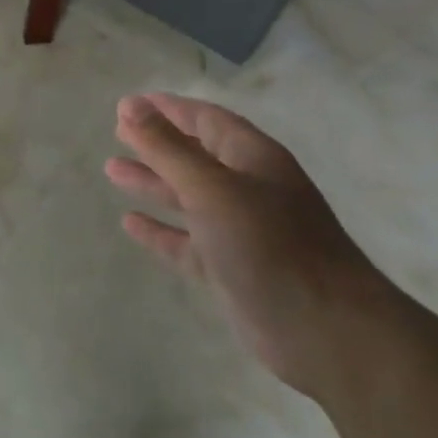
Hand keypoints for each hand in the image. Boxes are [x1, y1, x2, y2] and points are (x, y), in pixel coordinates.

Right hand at [106, 92, 390, 397]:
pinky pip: (187, 241)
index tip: (128, 105)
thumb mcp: (211, 187)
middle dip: (157, 143)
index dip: (168, 109)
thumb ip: (167, 147)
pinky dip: (161, 230)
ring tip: (112, 170)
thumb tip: (129, 106)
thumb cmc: (268, 244)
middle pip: (196, 155)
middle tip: (117, 133)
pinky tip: (130, 223)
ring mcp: (242, 231)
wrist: (326, 332)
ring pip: (189, 197)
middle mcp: (249, 188)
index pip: (206, 119)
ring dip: (153, 182)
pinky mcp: (232, 268)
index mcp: (253, 158)